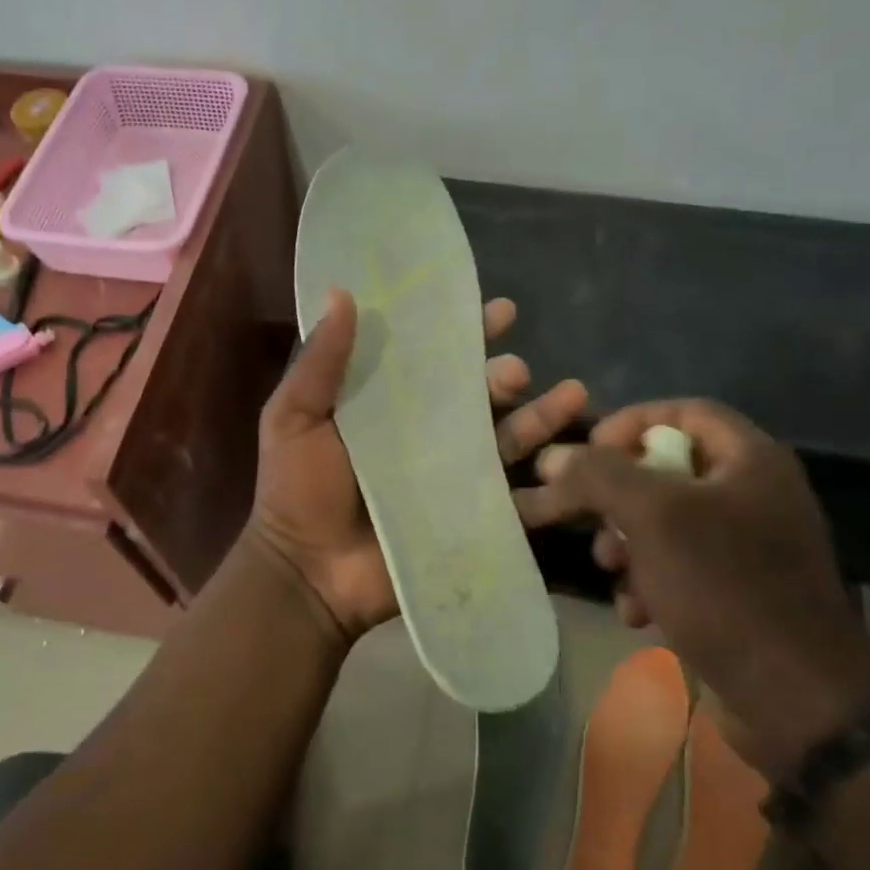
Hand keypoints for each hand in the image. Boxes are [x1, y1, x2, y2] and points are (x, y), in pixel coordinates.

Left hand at [249, 288, 589, 643]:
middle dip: (504, 375)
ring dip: (540, 415)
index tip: (498, 311)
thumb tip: (342, 294)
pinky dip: (549, 480)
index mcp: (389, 405)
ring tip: (568, 394)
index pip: (434, 357)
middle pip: (478, 394)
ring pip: (507, 437)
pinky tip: (575, 461)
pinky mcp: (471, 516)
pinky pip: (517, 496)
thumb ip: (320, 363)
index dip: (465, 331)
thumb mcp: (294, 418)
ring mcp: (453, 476)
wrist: (308, 575)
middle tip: (514, 369)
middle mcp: (428, 433)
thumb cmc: (296, 491)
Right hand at [516, 399, 869, 778]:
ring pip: (664, 522)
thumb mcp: (653, 518)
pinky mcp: (736, 591)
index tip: (586, 452)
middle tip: (587, 518)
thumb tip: (552, 456)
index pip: (683, 411)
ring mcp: (747, 546)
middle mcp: (753, 494)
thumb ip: (598, 475)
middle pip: (666, 469)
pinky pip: (678, 566)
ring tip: (611, 571)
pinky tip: (636, 611)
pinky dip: (649, 581)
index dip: (630, 422)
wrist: (794, 702)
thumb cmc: (725, 588)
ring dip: (625, 543)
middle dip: (617, 496)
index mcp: (751, 460)